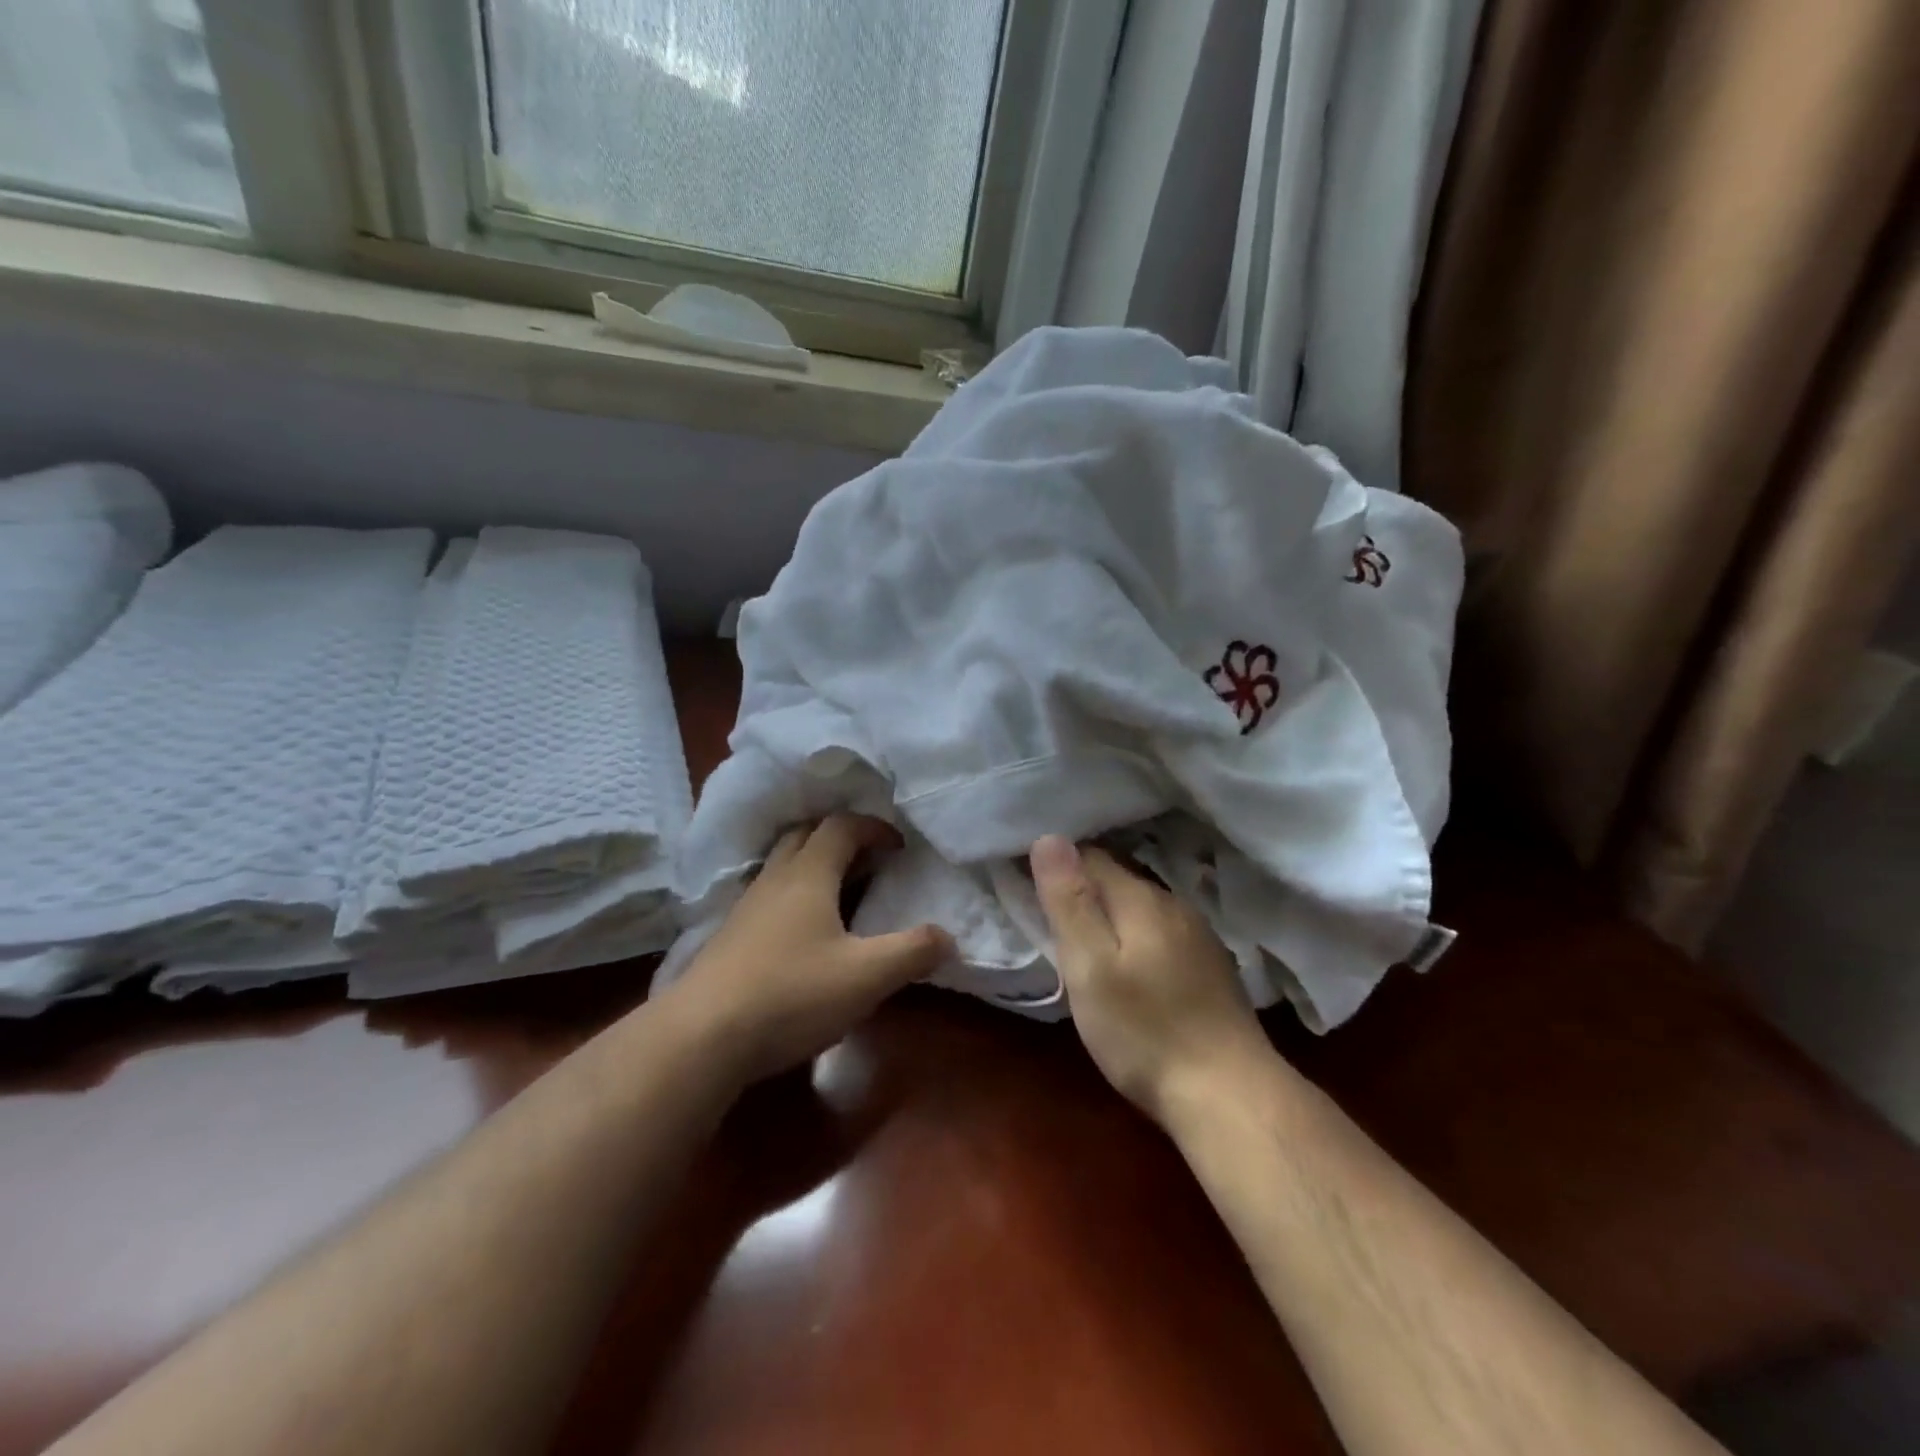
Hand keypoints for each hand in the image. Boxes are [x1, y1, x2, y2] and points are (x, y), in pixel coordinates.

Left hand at [671, 814, 952, 1084]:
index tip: (899, 846)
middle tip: (870, 858)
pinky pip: (768, 896)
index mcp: (808, 874)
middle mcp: (774, 879)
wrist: (701, 1038)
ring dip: (814, 864)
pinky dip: (794, 896)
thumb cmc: (792, 994)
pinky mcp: (730, 938)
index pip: (842, 826)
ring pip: (782, 865)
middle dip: (840, 836)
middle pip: (805, 835)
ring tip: (842, 891)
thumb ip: (913, 951)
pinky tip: (804, 932)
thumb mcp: (868, 976)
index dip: (874, 827)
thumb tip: (949, 936)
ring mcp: (746, 908)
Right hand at [1031, 835, 1269, 1124]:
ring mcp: (1200, 937)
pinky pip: (1162, 935)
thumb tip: (1049, 837)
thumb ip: (1070, 902)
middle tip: (1048, 916)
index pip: (1090, 857)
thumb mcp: (1089, 968)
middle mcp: (1175, 906)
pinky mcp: (1212, 969)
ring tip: (1084, 941)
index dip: (1057, 865)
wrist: (1230, 1097)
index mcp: (1142, 899)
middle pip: (1119, 881)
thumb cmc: (1145, 1032)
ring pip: (1142, 909)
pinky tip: (1131, 967)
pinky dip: (1137, 939)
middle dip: (1084, 890)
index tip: (1026, 881)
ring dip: (1112, 917)